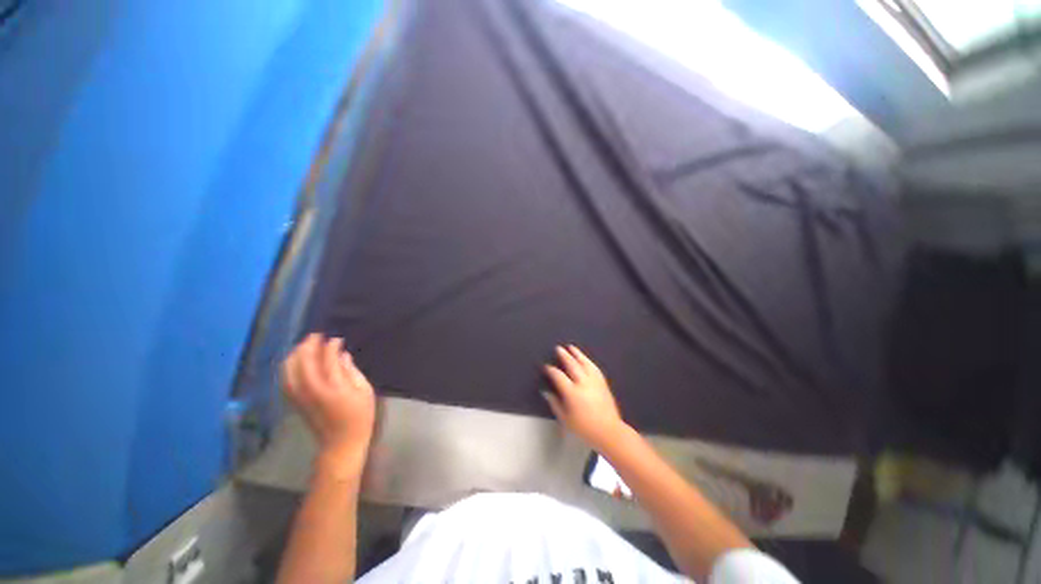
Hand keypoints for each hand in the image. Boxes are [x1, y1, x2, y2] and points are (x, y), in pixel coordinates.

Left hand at [282, 334, 375, 468]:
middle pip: (302, 361)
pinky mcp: (295, 401)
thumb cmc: (360, 416)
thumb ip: (351, 371)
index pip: (327, 359)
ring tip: (306, 345)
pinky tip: (296, 362)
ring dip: (295, 354)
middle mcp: (311, 389)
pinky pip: (286, 379)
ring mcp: (300, 396)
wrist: (341, 443)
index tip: (337, 338)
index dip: (331, 346)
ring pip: (289, 369)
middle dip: (308, 345)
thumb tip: (342, 355)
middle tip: (317, 336)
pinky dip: (289, 366)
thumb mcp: (364, 391)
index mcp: (333, 387)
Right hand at [543, 345, 625, 449]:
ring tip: (571, 347)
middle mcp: (583, 383)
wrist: (609, 431)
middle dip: (564, 356)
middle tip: (558, 348)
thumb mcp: (565, 419)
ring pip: (584, 363)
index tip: (546, 367)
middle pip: (572, 365)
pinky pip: (594, 367)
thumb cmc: (584, 428)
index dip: (551, 370)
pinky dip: (588, 361)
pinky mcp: (603, 382)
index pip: (558, 376)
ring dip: (577, 354)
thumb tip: (545, 392)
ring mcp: (594, 381)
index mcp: (572, 393)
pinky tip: (585, 358)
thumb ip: (554, 403)